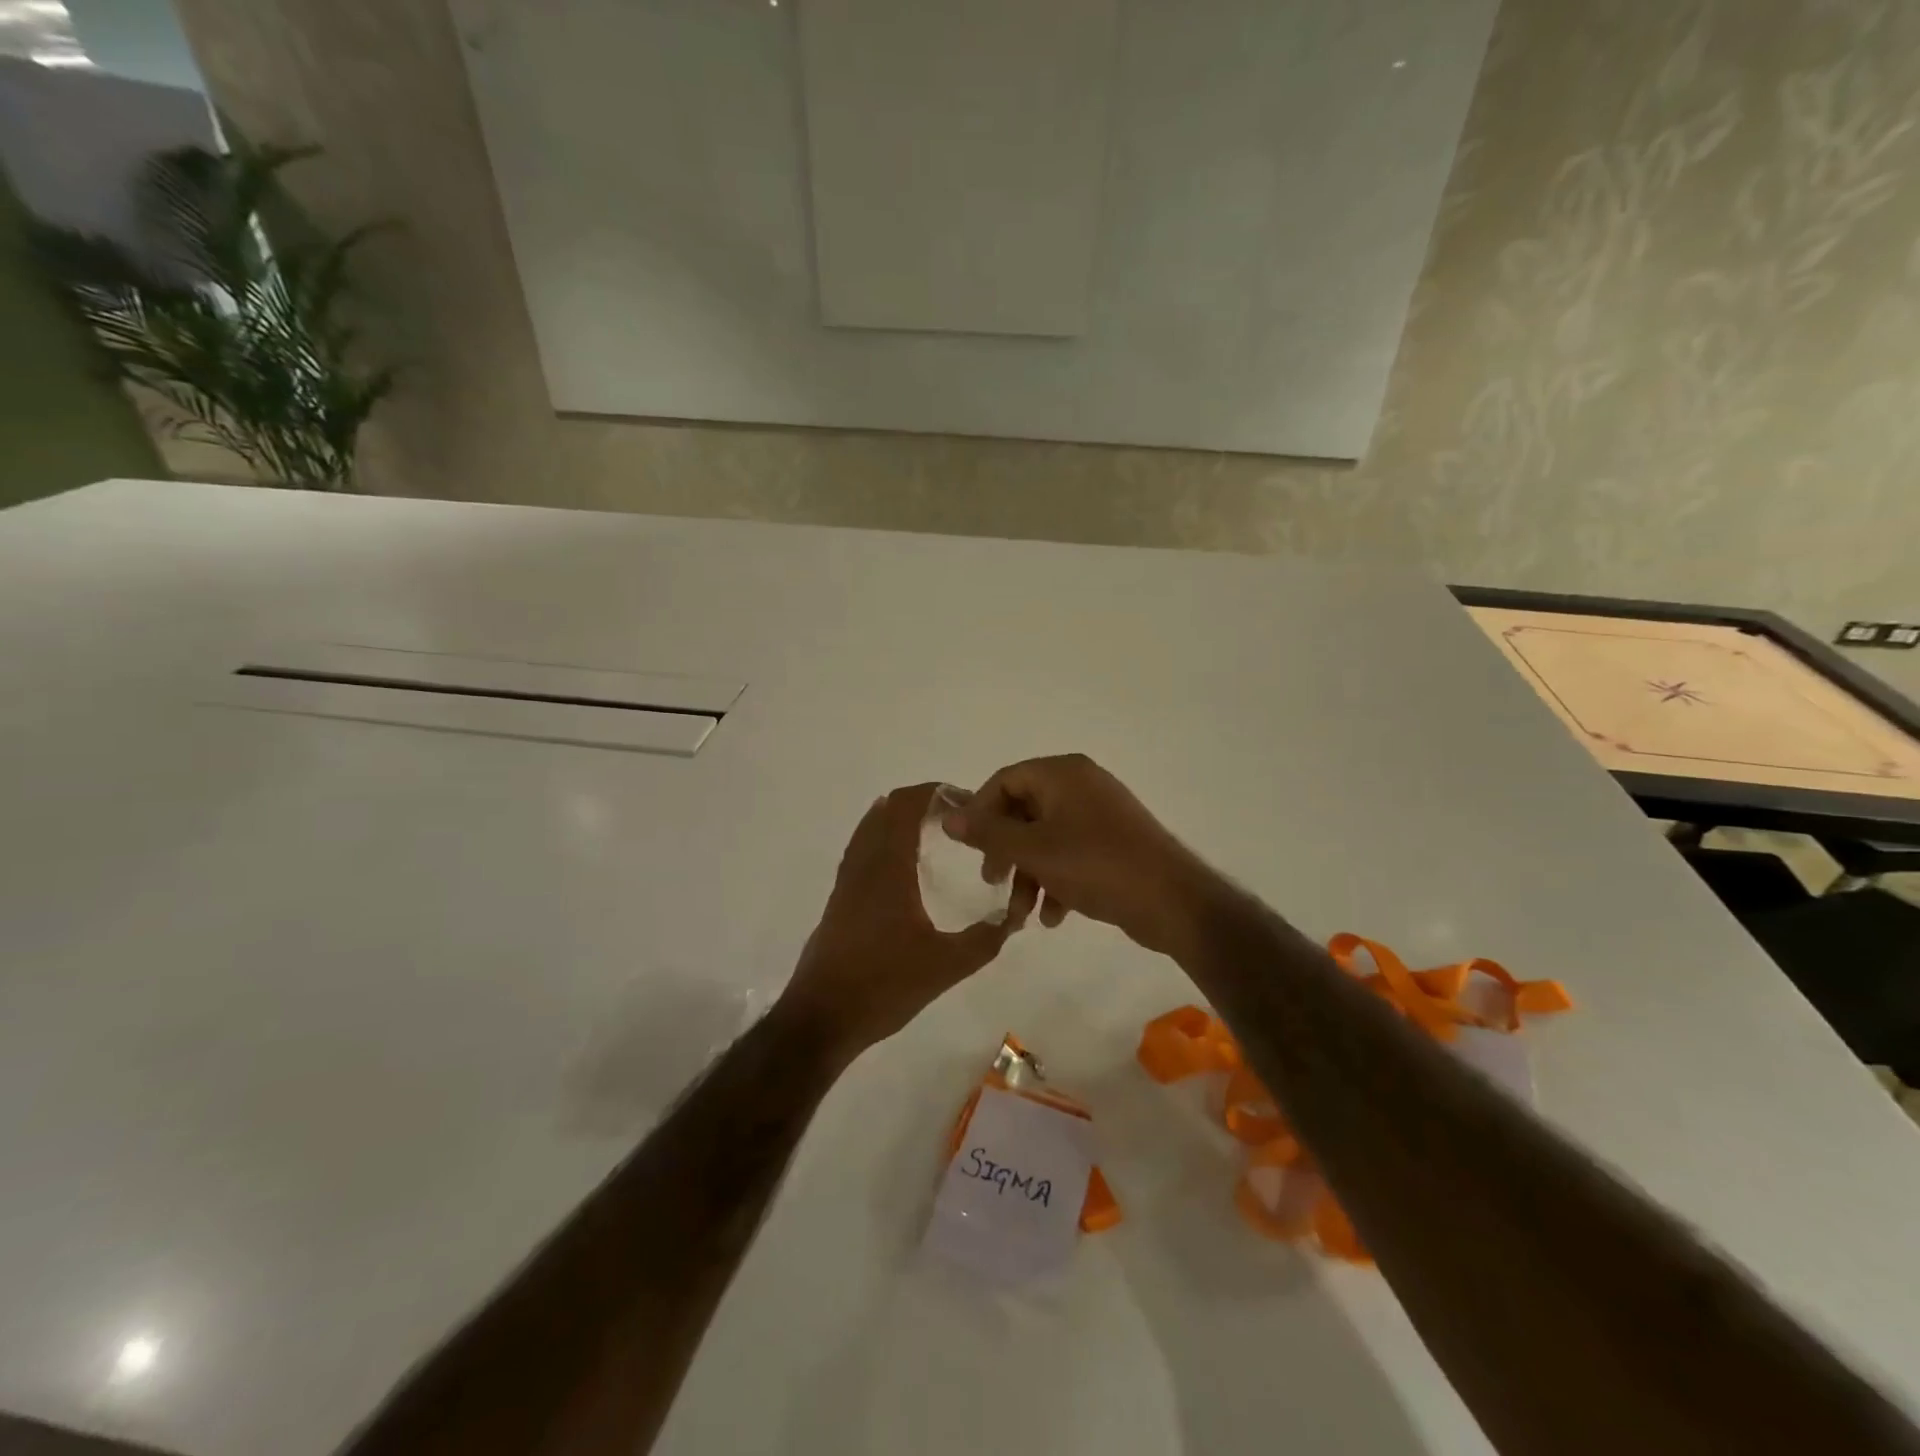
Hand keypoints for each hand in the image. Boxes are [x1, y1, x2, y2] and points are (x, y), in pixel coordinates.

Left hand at [778, 784, 1037, 1061]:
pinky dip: (883, 839)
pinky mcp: (839, 900)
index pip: (906, 806)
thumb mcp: (946, 966)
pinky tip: (902, 865)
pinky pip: (862, 850)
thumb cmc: (883, 985)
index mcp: (888, 868)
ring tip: (932, 831)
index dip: (934, 793)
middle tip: (955, 816)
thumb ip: (984, 940)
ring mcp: (846, 881)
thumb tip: (1012, 917)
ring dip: (899, 819)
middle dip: (921, 802)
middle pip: (887, 810)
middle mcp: (863, 864)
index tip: (964, 800)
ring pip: (870, 829)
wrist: (821, 1017)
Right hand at [942, 754, 1223, 955]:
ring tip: (1021, 916)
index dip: (980, 812)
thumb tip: (948, 817)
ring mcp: (1099, 814)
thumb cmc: (1095, 866)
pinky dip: (1056, 881)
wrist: (1171, 900)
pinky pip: (1070, 854)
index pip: (1005, 780)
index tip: (968, 847)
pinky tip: (1053, 917)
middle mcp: (1081, 784)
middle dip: (1004, 851)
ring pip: (1045, 839)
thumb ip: (987, 833)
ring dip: (1028, 876)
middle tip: (991, 881)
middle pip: (1024, 811)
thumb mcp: (1033, 850)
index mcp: (1062, 773)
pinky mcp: (1112, 843)